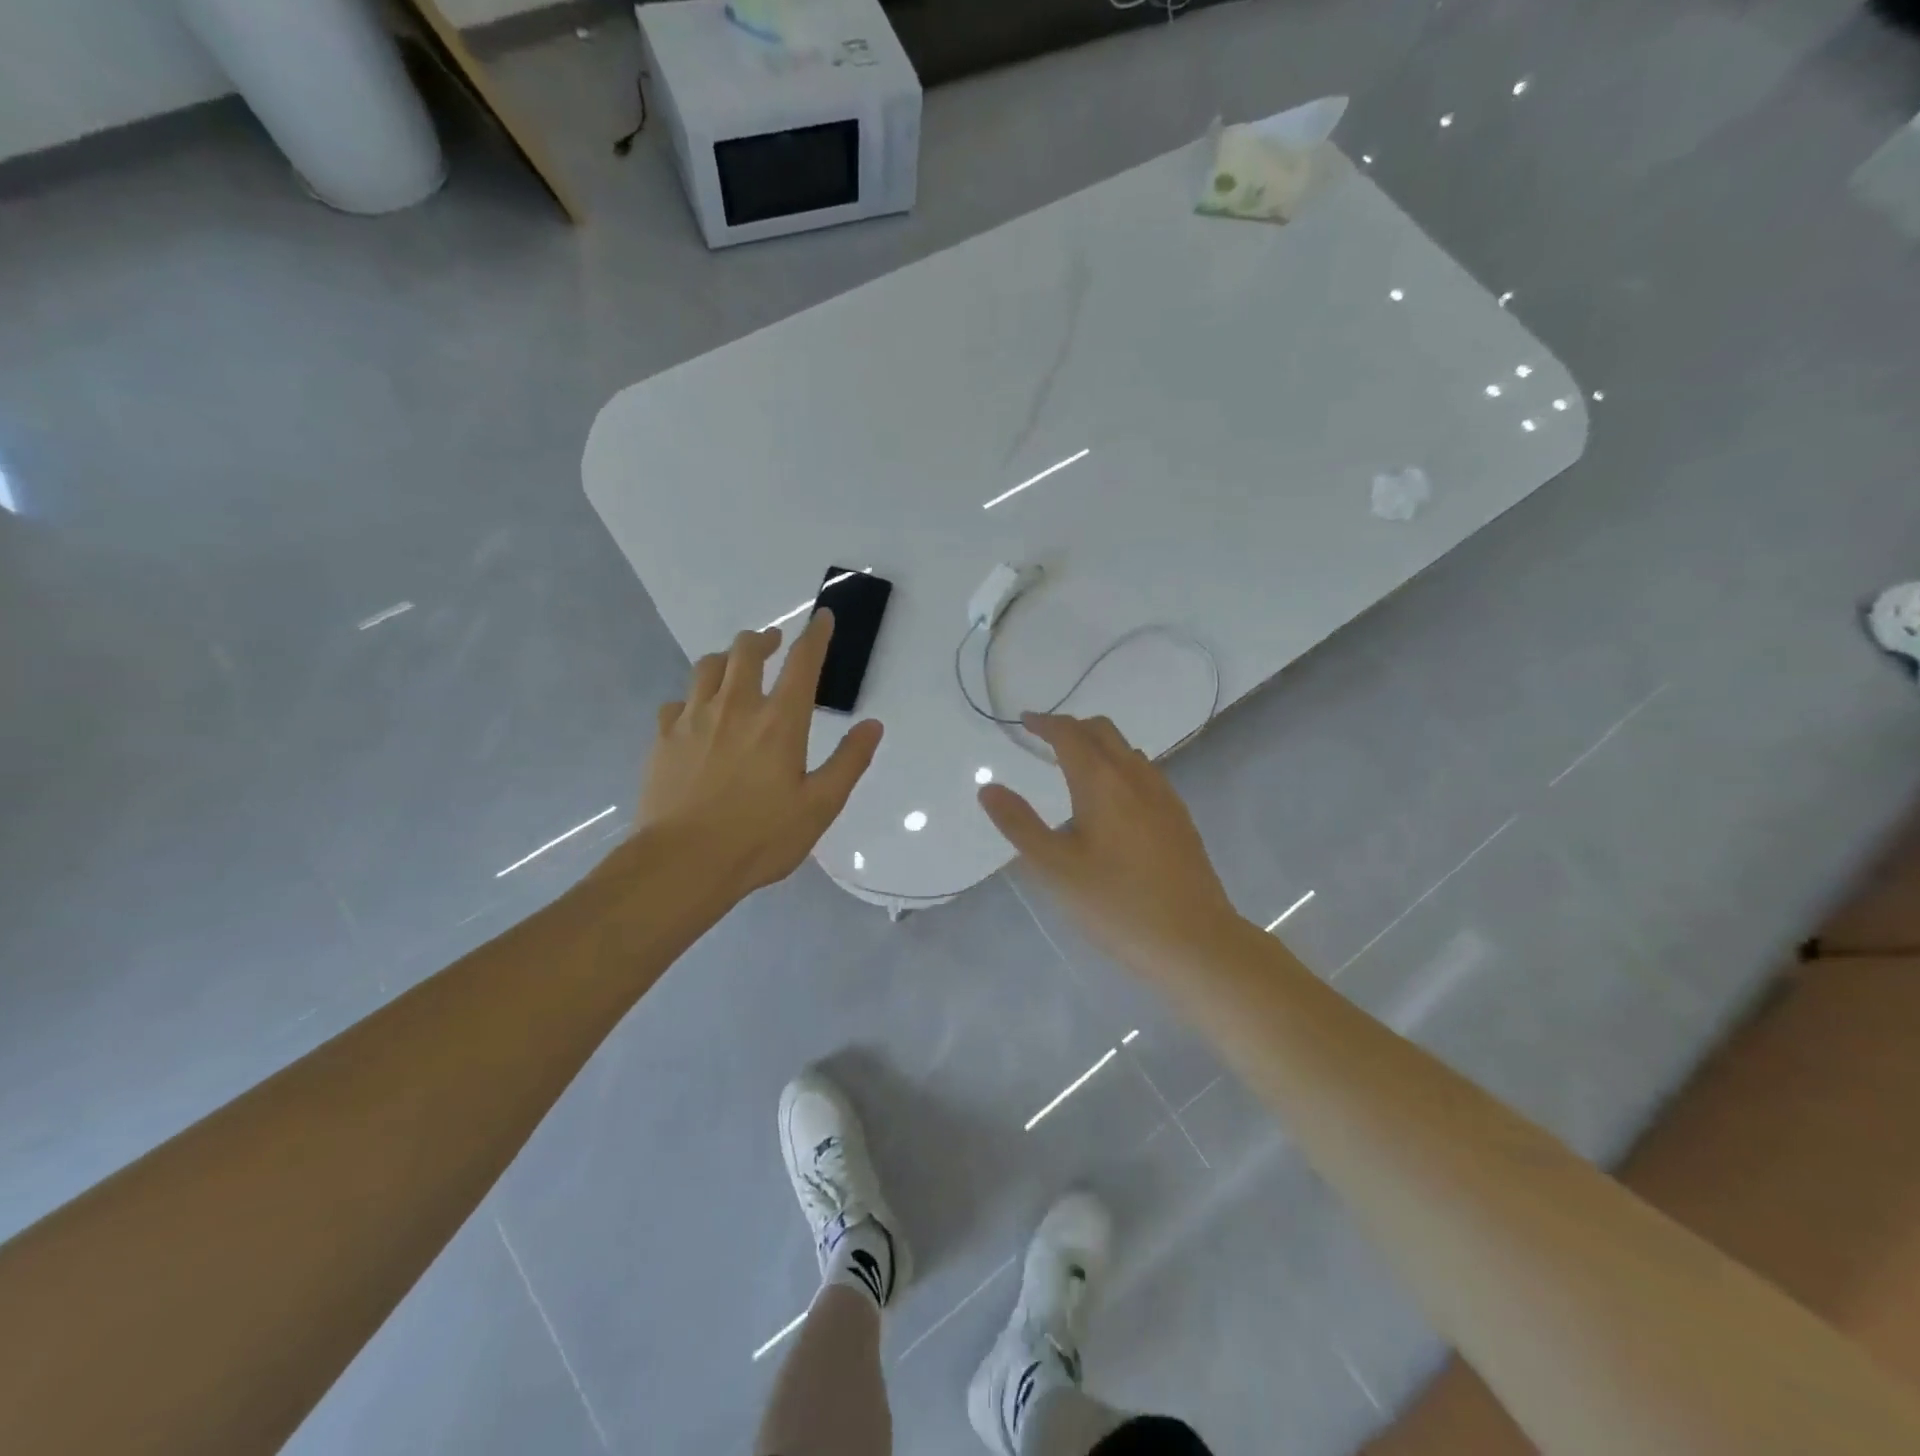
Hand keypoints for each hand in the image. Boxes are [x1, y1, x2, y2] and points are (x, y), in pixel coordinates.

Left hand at [639, 611, 881, 901]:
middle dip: (764, 639)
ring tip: (735, 668)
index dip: (816, 635)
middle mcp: (735, 707)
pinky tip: (696, 715)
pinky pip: (677, 702)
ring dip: (726, 659)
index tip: (822, 617)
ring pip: (708, 667)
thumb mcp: (820, 806)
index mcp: (779, 721)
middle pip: (746, 650)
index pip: (802, 662)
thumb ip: (849, 762)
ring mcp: (693, 719)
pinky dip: (692, 699)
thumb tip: (872, 725)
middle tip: (773, 644)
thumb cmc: (760, 837)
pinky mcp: (663, 739)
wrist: (683, 864)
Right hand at [977, 713, 1243, 983]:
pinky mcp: (1180, 818)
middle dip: (1072, 727)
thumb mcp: (1054, 868)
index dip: (1045, 723)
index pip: (1070, 734)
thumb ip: (1019, 824)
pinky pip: (1145, 773)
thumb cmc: (1115, 904)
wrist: (1194, 941)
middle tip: (1046, 739)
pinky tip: (1114, 801)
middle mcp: (1136, 777)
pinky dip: (1120, 767)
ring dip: (1098, 746)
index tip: (1024, 721)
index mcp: (1102, 782)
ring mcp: (1164, 796)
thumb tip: (988, 788)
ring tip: (1075, 767)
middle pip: (1103, 732)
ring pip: (1127, 751)